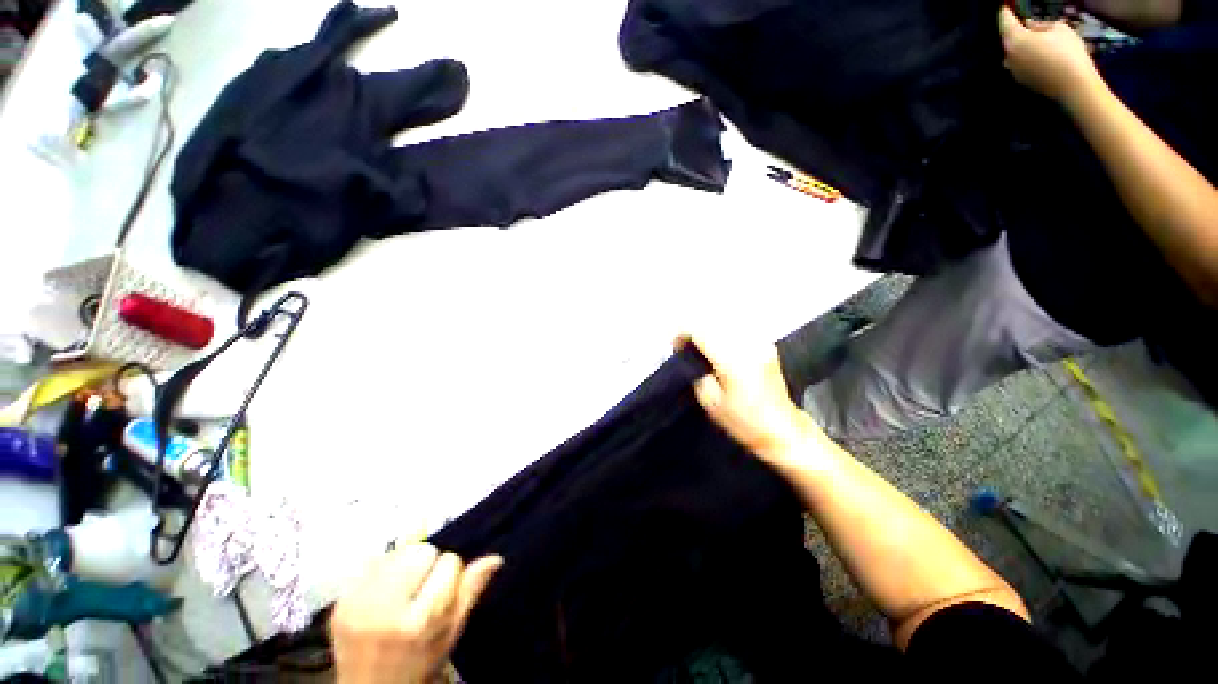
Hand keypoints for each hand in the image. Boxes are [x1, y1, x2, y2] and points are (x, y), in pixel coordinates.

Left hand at [332, 544, 502, 683]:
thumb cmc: (418, 662)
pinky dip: (382, 569)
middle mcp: (384, 610)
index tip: (441, 591)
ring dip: (405, 563)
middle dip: (427, 564)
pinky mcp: (339, 600)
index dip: (450, 573)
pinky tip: (382, 591)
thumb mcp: (450, 634)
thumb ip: (470, 593)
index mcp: (417, 622)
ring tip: (401, 588)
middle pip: (421, 551)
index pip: (449, 562)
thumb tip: (495, 558)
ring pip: (397, 551)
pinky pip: (371, 561)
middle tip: (420, 589)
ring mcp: (356, 604)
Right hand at [677, 333, 818, 464]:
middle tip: (686, 345)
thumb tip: (691, 358)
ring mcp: (760, 343)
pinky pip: (740, 330)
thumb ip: (697, 374)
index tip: (676, 346)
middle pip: (713, 323)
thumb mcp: (710, 402)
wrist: (782, 430)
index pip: (701, 332)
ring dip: (710, 329)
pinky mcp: (767, 346)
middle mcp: (746, 345)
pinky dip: (726, 332)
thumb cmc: (743, 421)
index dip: (683, 335)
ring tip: (701, 344)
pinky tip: (720, 344)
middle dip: (696, 330)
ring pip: (728, 323)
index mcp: (731, 360)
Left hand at [998, 6, 1102, 106]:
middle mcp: (1008, 56)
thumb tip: (1030, 26)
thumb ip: (1041, 25)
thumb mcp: (1059, 29)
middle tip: (1021, 21)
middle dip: (1014, 29)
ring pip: (1013, 52)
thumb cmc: (1067, 52)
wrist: (1073, 86)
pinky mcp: (1021, 81)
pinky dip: (1025, 56)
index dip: (1004, 11)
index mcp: (1015, 40)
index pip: (1004, 21)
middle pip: (1008, 38)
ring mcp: (1013, 70)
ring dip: (1020, 44)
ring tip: (1032, 38)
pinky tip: (1037, 54)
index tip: (1004, 5)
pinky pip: (1020, 63)